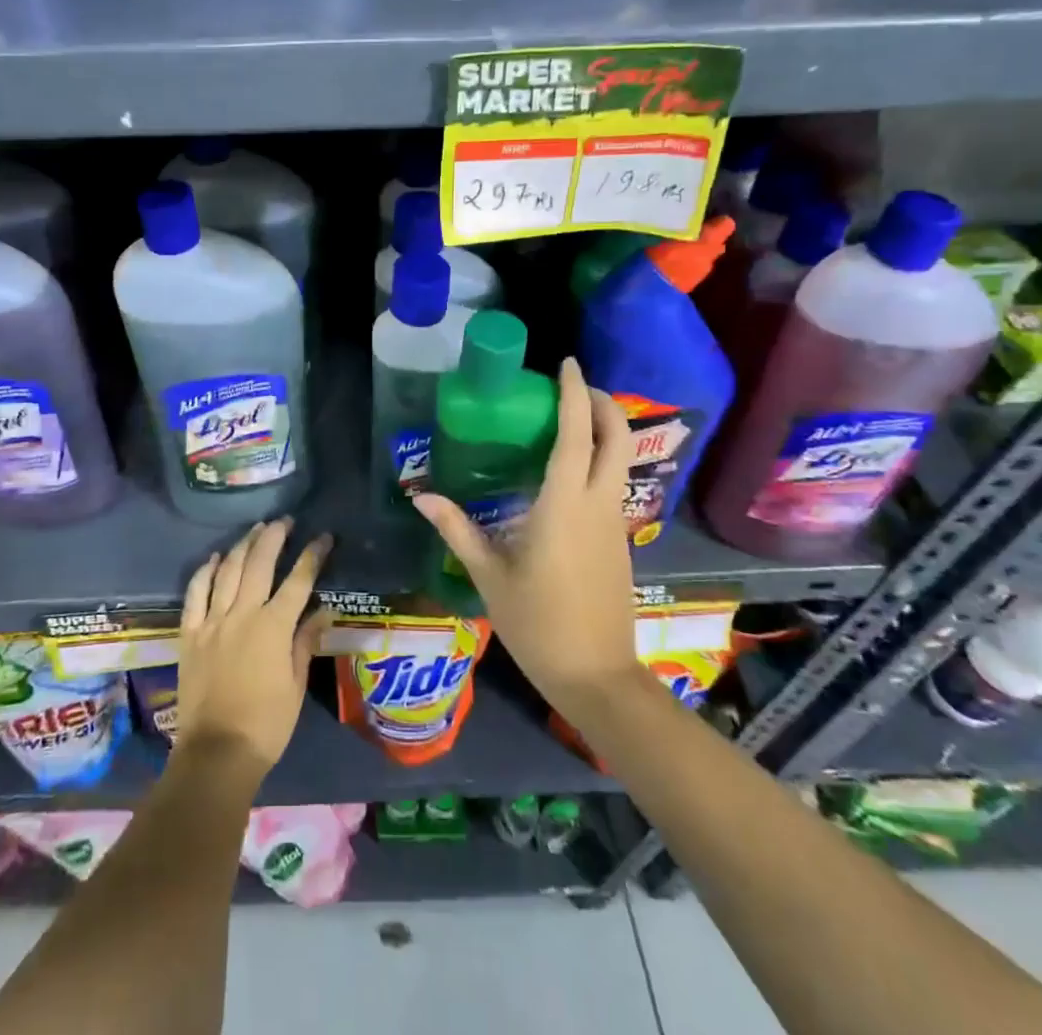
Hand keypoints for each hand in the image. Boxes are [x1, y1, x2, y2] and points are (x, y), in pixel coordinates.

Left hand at [174, 519, 333, 785]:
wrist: (216, 753)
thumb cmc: (266, 725)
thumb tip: (323, 610)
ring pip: (227, 570)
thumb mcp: (295, 685)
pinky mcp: (190, 633)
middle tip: (284, 521)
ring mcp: (212, 621)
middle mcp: (242, 614)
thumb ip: (305, 642)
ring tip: (255, 529)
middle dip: (274, 537)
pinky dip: (205, 571)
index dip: (312, 555)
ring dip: (242, 545)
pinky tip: (214, 557)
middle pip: (259, 564)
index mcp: (274, 627)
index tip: (323, 537)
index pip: (298, 581)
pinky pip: (195, 593)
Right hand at [415, 359, 639, 712]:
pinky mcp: (619, 541)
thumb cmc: (539, 623)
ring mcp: (615, 523)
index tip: (566, 363)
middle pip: (616, 438)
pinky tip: (569, 473)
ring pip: (620, 460)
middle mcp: (598, 504)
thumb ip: (457, 529)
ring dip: (604, 430)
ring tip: (568, 421)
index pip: (577, 434)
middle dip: (602, 403)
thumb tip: (420, 496)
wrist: (597, 677)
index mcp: (566, 505)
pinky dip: (600, 460)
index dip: (574, 393)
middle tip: (573, 387)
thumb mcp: (489, 575)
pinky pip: (613, 484)